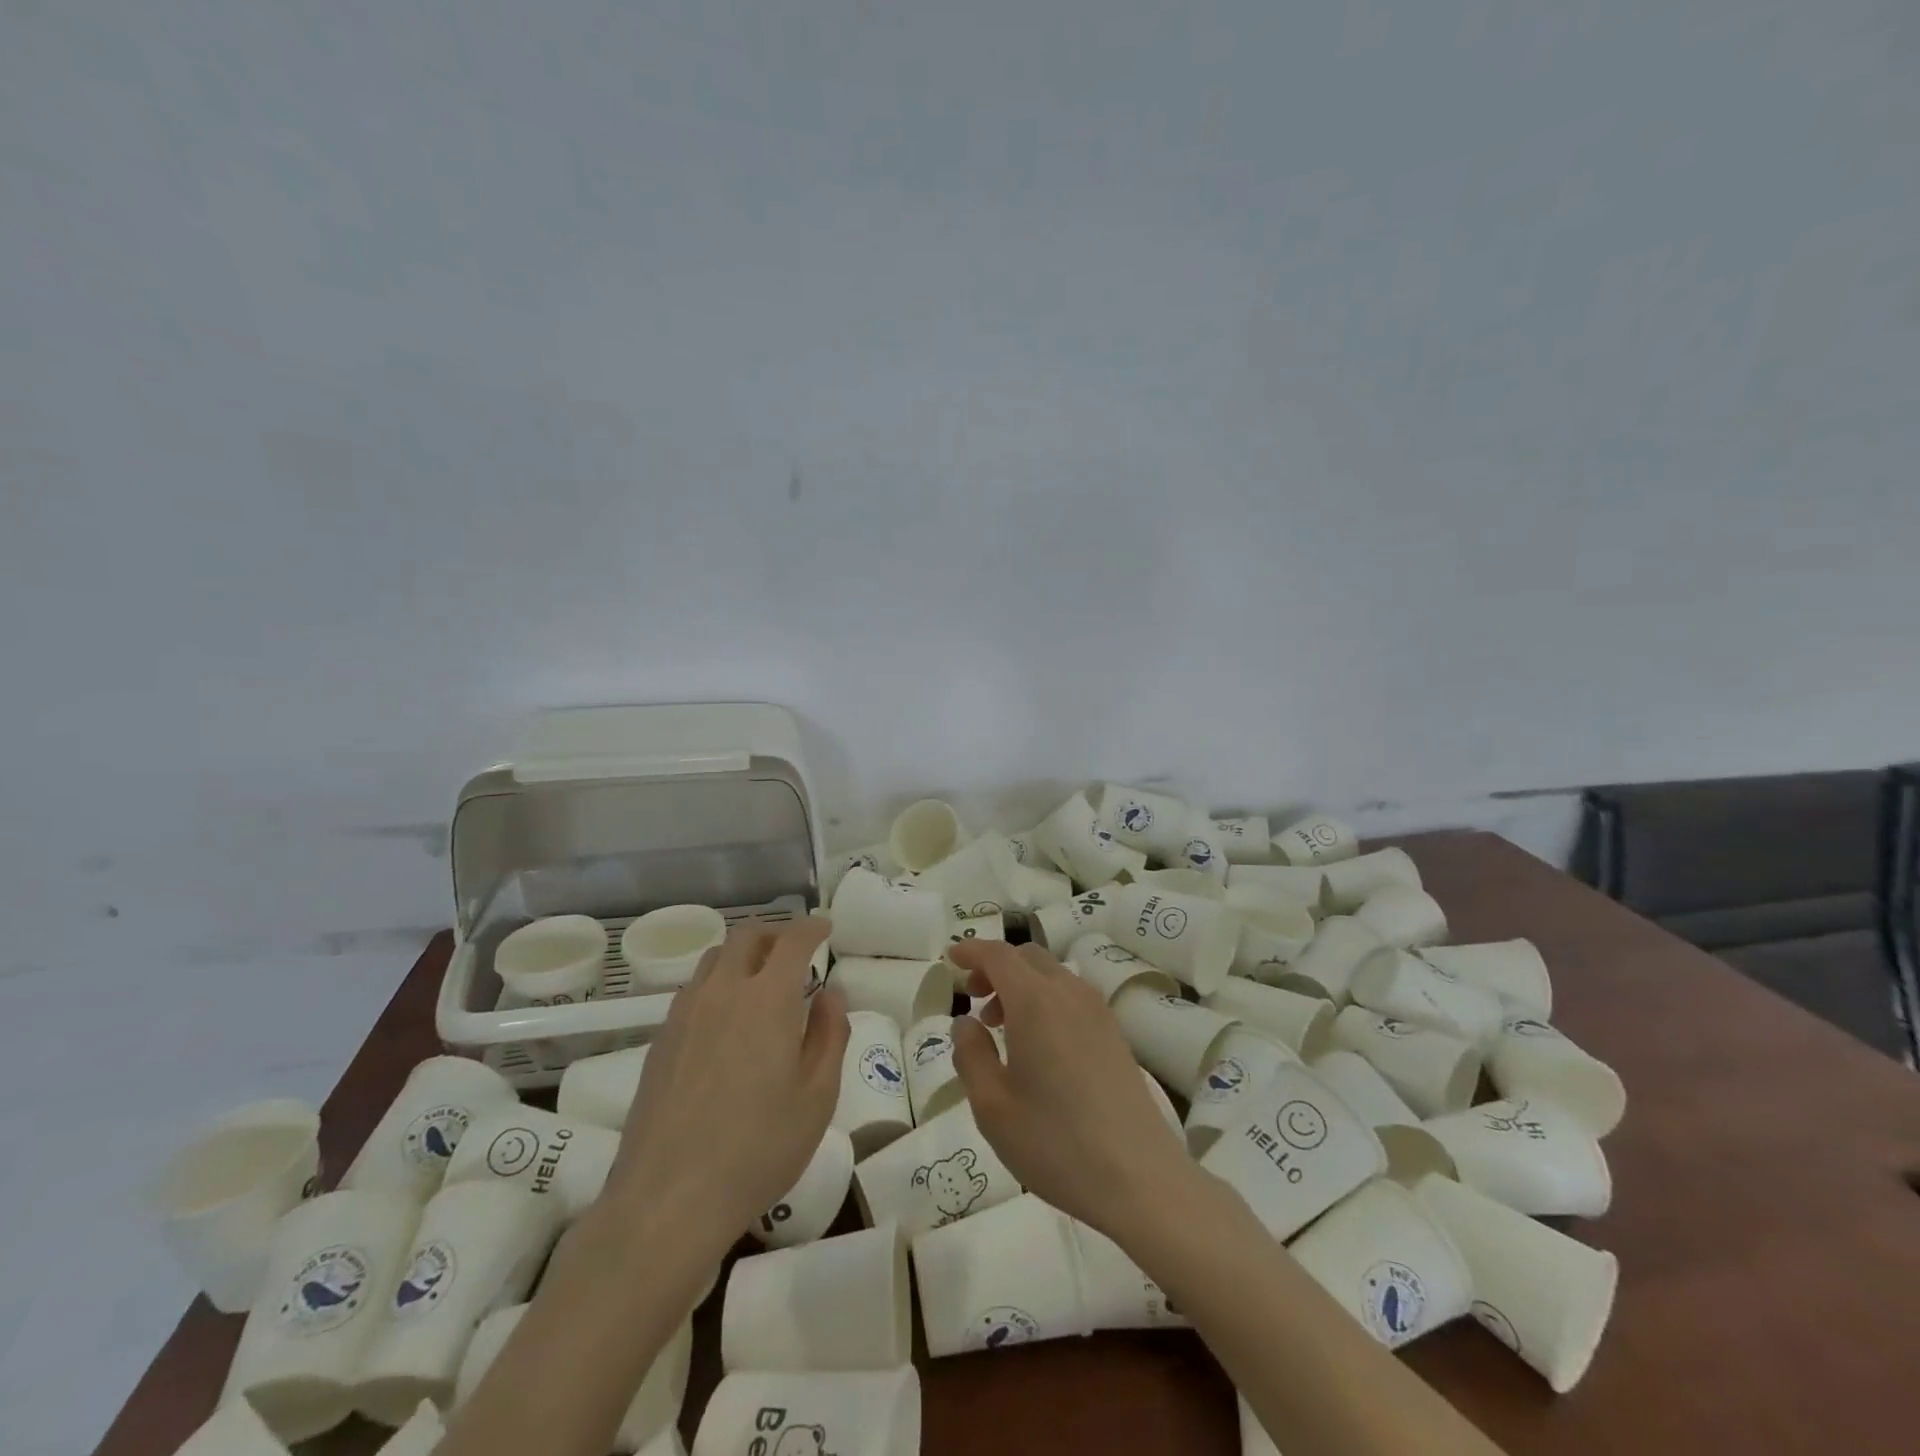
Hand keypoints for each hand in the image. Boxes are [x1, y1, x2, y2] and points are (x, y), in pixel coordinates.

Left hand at [607, 921, 847, 1249]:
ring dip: (743, 955)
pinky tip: (726, 1019)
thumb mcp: (817, 1096)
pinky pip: (693, 989)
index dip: (813, 928)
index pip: (793, 941)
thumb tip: (830, 993)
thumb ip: (830, 1034)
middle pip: (747, 936)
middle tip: (796, 951)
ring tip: (761, 981)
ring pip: (715, 958)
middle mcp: (723, 992)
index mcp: (767, 999)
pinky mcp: (660, 1040)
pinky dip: (717, 983)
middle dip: (776, 933)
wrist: (667, 1200)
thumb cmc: (758, 1149)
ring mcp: (685, 1014)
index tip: (826, 929)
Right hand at [948, 941, 1195, 1239]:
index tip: (951, 958)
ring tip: (1002, 1028)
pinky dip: (1045, 1001)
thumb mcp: (992, 1106)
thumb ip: (971, 1055)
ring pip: (1052, 975)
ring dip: (1021, 985)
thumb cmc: (1055, 1142)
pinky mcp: (1114, 1034)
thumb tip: (966, 1022)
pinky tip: (1038, 1046)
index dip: (972, 950)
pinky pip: (1071, 997)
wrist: (1139, 1178)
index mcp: (1035, 1001)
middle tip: (975, 999)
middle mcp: (1069, 994)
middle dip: (996, 967)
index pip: (999, 955)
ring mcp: (1098, 1012)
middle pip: (1028, 957)